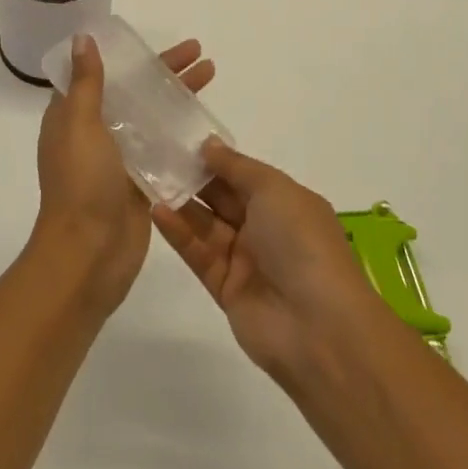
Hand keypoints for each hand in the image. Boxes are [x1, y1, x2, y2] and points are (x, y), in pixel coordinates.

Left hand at [34, 33, 214, 313]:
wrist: (89, 254)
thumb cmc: (81, 183)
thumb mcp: (80, 125)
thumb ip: (86, 83)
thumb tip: (81, 38)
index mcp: (73, 116)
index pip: (103, 74)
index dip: (129, 56)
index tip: (155, 42)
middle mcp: (95, 133)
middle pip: (134, 92)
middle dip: (165, 72)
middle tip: (198, 53)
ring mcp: (119, 159)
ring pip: (152, 117)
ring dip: (177, 97)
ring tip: (210, 75)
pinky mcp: (140, 181)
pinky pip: (163, 148)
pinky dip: (182, 133)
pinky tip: (208, 123)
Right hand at [152, 141, 383, 384]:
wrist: (317, 327)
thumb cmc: (301, 242)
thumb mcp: (274, 190)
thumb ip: (236, 167)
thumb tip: (208, 144)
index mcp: (286, 202)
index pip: (245, 175)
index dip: (216, 159)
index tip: (181, 141)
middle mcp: (266, 228)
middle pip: (223, 198)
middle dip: (193, 178)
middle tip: (156, 156)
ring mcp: (245, 260)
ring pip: (206, 225)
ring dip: (181, 204)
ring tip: (149, 180)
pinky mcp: (225, 289)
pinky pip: (198, 254)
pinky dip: (179, 233)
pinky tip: (157, 211)